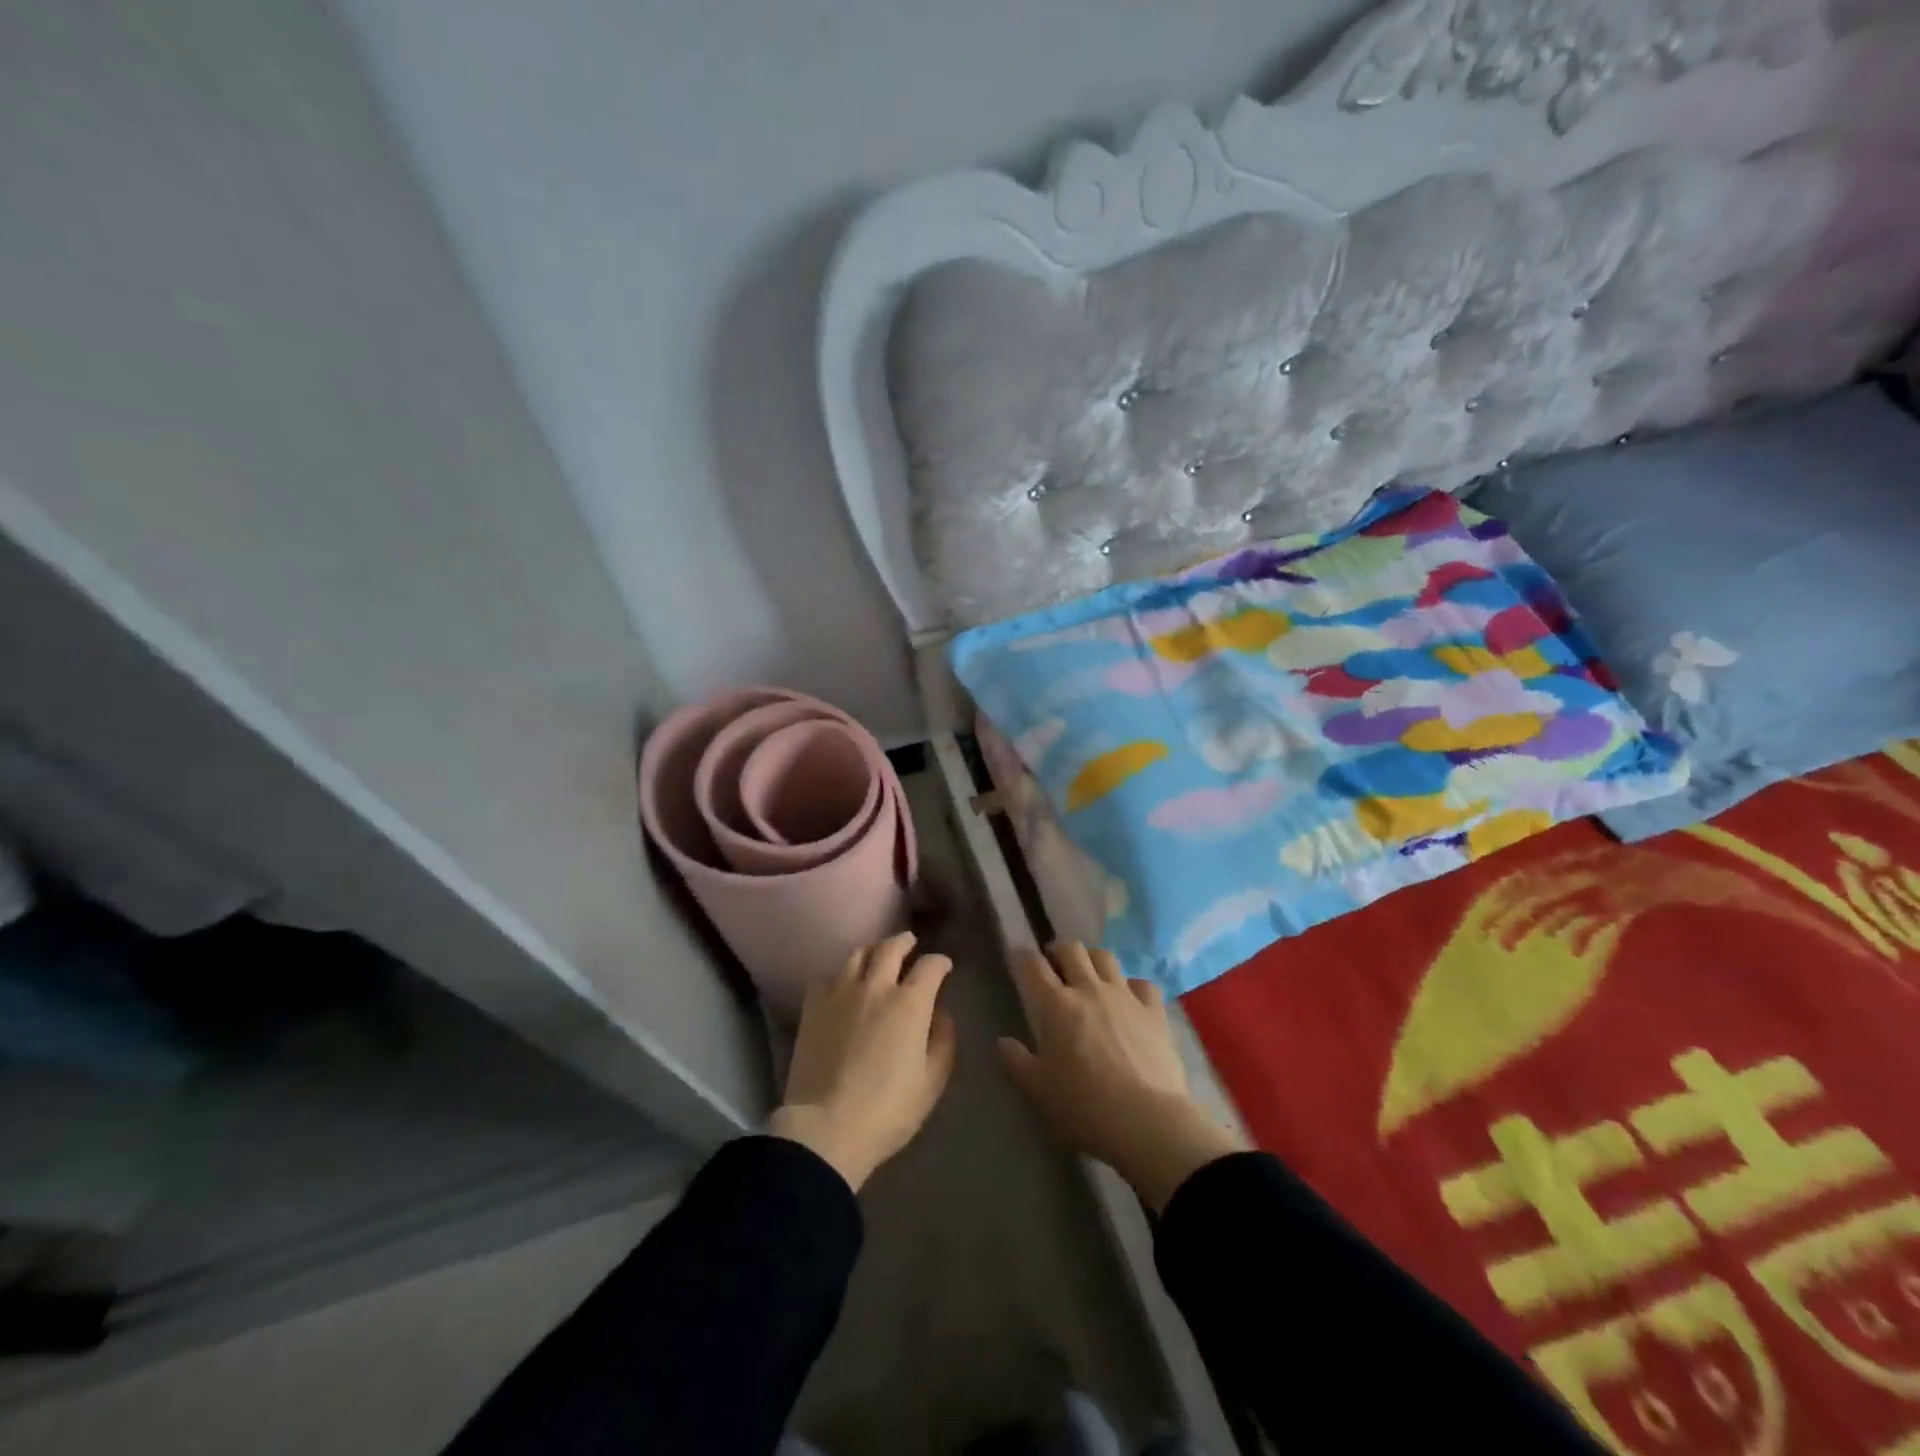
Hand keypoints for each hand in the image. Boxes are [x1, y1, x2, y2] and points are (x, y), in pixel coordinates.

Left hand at [770, 932, 956, 1191]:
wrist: (825, 1127)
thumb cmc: (887, 1110)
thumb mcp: (931, 1082)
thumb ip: (942, 1041)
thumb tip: (941, 1014)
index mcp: (909, 1003)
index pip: (930, 966)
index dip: (941, 962)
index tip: (944, 967)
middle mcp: (875, 987)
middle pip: (891, 947)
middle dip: (905, 942)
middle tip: (911, 943)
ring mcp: (840, 993)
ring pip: (857, 954)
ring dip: (873, 950)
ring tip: (878, 956)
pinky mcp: (813, 1006)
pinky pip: (827, 977)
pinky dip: (840, 976)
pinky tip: (842, 986)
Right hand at [998, 941, 1246, 1211]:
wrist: (1147, 1121)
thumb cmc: (1084, 1107)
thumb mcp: (1038, 1090)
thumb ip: (1017, 1062)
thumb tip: (1003, 1042)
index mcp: (1056, 1005)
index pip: (1032, 966)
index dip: (1022, 956)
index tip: (1017, 958)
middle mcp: (1089, 989)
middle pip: (1071, 949)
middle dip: (1058, 950)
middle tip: (1054, 964)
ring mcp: (1125, 996)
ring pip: (1105, 957)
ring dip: (1092, 960)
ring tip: (1089, 976)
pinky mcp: (1154, 1011)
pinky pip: (1142, 983)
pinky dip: (1131, 986)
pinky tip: (1129, 999)